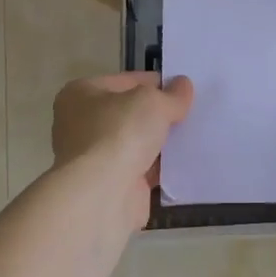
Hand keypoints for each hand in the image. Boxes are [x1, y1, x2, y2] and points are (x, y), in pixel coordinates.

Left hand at [52, 72, 194, 227]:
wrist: (101, 195)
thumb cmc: (119, 133)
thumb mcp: (153, 102)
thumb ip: (172, 95)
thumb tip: (183, 86)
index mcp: (81, 94)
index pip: (126, 81)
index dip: (156, 83)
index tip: (183, 90)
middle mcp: (81, 124)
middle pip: (130, 113)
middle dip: (158, 115)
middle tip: (191, 113)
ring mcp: (94, 158)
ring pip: (136, 143)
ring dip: (160, 142)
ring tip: (194, 137)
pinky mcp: (109, 186)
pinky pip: (141, 170)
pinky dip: (159, 168)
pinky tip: (184, 163)